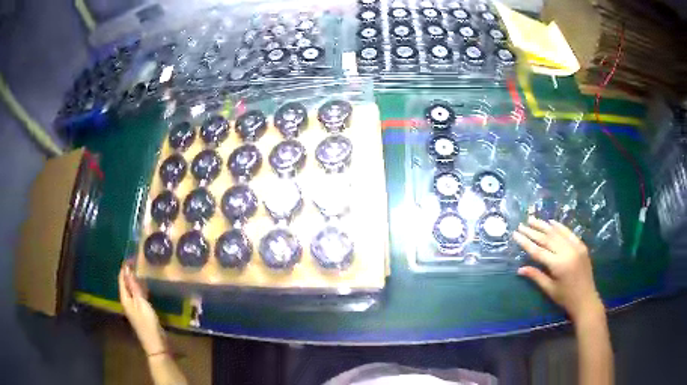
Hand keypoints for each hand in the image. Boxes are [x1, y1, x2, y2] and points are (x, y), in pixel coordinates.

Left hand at [118, 261, 166, 354]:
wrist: (156, 343)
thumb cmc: (148, 323)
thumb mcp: (141, 303)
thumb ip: (134, 286)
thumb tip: (127, 269)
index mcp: (125, 298)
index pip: (122, 279)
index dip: (125, 267)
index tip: (131, 255)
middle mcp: (127, 301)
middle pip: (126, 283)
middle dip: (130, 272)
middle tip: (137, 260)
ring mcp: (134, 307)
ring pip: (132, 289)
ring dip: (135, 279)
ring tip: (142, 269)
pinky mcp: (142, 311)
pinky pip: (139, 295)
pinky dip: (141, 287)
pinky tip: (147, 285)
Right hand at [513, 217, 603, 321]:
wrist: (586, 299)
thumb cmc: (566, 298)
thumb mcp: (550, 289)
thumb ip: (536, 276)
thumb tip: (520, 269)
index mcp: (558, 265)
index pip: (538, 251)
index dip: (525, 242)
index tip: (515, 234)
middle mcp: (567, 252)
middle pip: (547, 239)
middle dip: (533, 231)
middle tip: (521, 225)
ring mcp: (575, 247)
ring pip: (557, 233)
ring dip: (544, 226)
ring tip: (532, 219)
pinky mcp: (581, 246)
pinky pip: (569, 233)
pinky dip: (560, 227)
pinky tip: (551, 222)